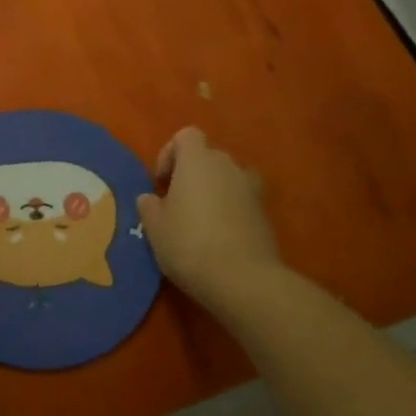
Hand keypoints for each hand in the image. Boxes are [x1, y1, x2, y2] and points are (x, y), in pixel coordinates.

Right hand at [137, 127, 280, 305]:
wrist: (242, 279)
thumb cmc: (189, 244)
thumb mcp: (155, 227)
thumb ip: (149, 206)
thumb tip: (150, 198)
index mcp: (197, 160)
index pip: (186, 136)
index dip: (170, 153)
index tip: (161, 182)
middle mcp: (227, 165)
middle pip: (208, 156)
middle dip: (192, 174)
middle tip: (177, 203)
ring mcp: (251, 188)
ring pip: (227, 178)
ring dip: (214, 191)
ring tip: (200, 220)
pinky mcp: (266, 213)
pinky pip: (242, 200)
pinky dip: (231, 210)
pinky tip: (220, 237)